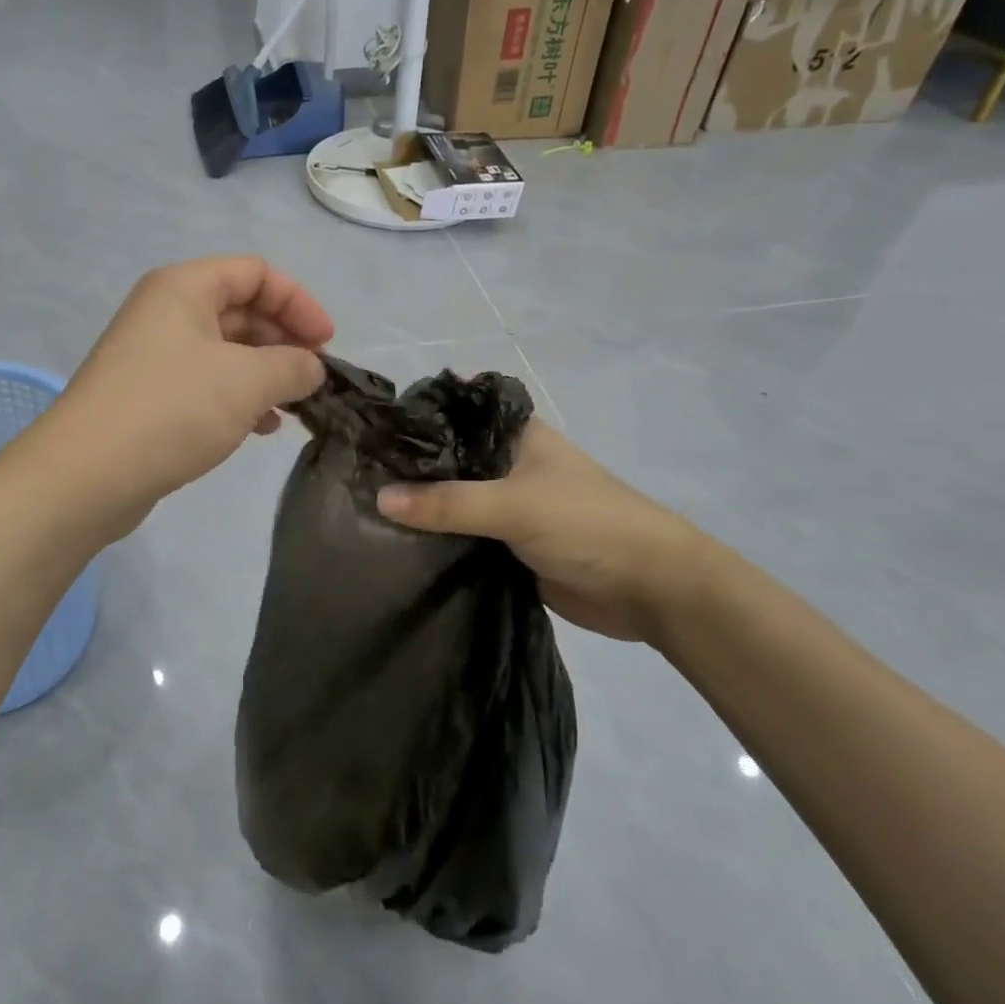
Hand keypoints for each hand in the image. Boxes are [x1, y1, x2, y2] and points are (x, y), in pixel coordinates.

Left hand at [46, 257, 332, 534]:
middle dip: (284, 341)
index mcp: (184, 287)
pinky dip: (239, 398)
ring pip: (226, 351)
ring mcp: (154, 356)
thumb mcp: (247, 381)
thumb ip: (293, 366)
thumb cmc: (172, 409)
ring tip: (292, 407)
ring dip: (265, 373)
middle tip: (313, 378)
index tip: (326, 344)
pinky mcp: (149, 396)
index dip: (298, 302)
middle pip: (241, 310)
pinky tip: (261, 428)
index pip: (256, 273)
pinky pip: (207, 384)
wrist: (88, 475)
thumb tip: (312, 368)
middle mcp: (166, 312)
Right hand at [377, 423, 705, 644]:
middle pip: (449, 460)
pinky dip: (436, 540)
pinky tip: (395, 546)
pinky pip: (462, 537)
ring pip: (453, 501)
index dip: (416, 418)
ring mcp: (508, 507)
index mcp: (516, 436)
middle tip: (353, 473)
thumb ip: (447, 503)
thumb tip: (379, 497)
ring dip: (421, 508)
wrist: (651, 589)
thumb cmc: (588, 524)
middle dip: (410, 469)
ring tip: (360, 508)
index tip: (368, 429)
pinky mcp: (508, 546)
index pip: (455, 414)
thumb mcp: (514, 505)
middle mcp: (508, 465)